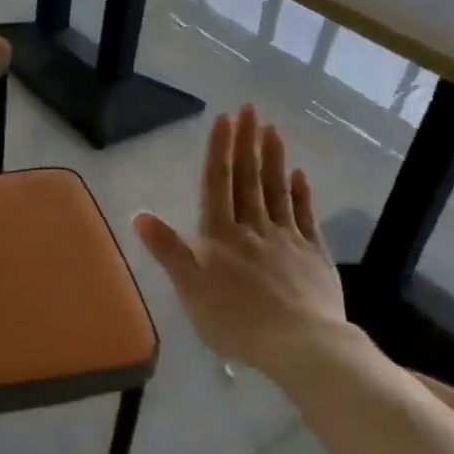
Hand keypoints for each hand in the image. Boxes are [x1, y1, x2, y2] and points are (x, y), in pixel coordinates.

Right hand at [133, 105, 352, 379]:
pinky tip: (300, 174)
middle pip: (248, 178)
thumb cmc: (236, 321)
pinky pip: (306, 216)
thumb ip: (167, 250)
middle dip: (247, 142)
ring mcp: (287, 238)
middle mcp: (253, 228)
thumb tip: (139, 214)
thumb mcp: (189, 290)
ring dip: (274, 159)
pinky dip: (302, 193)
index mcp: (221, 235)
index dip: (219, 150)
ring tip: (272, 130)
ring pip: (278, 190)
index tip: (225, 118)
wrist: (301, 345)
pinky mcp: (314, 255)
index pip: (218, 184)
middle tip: (250, 109)